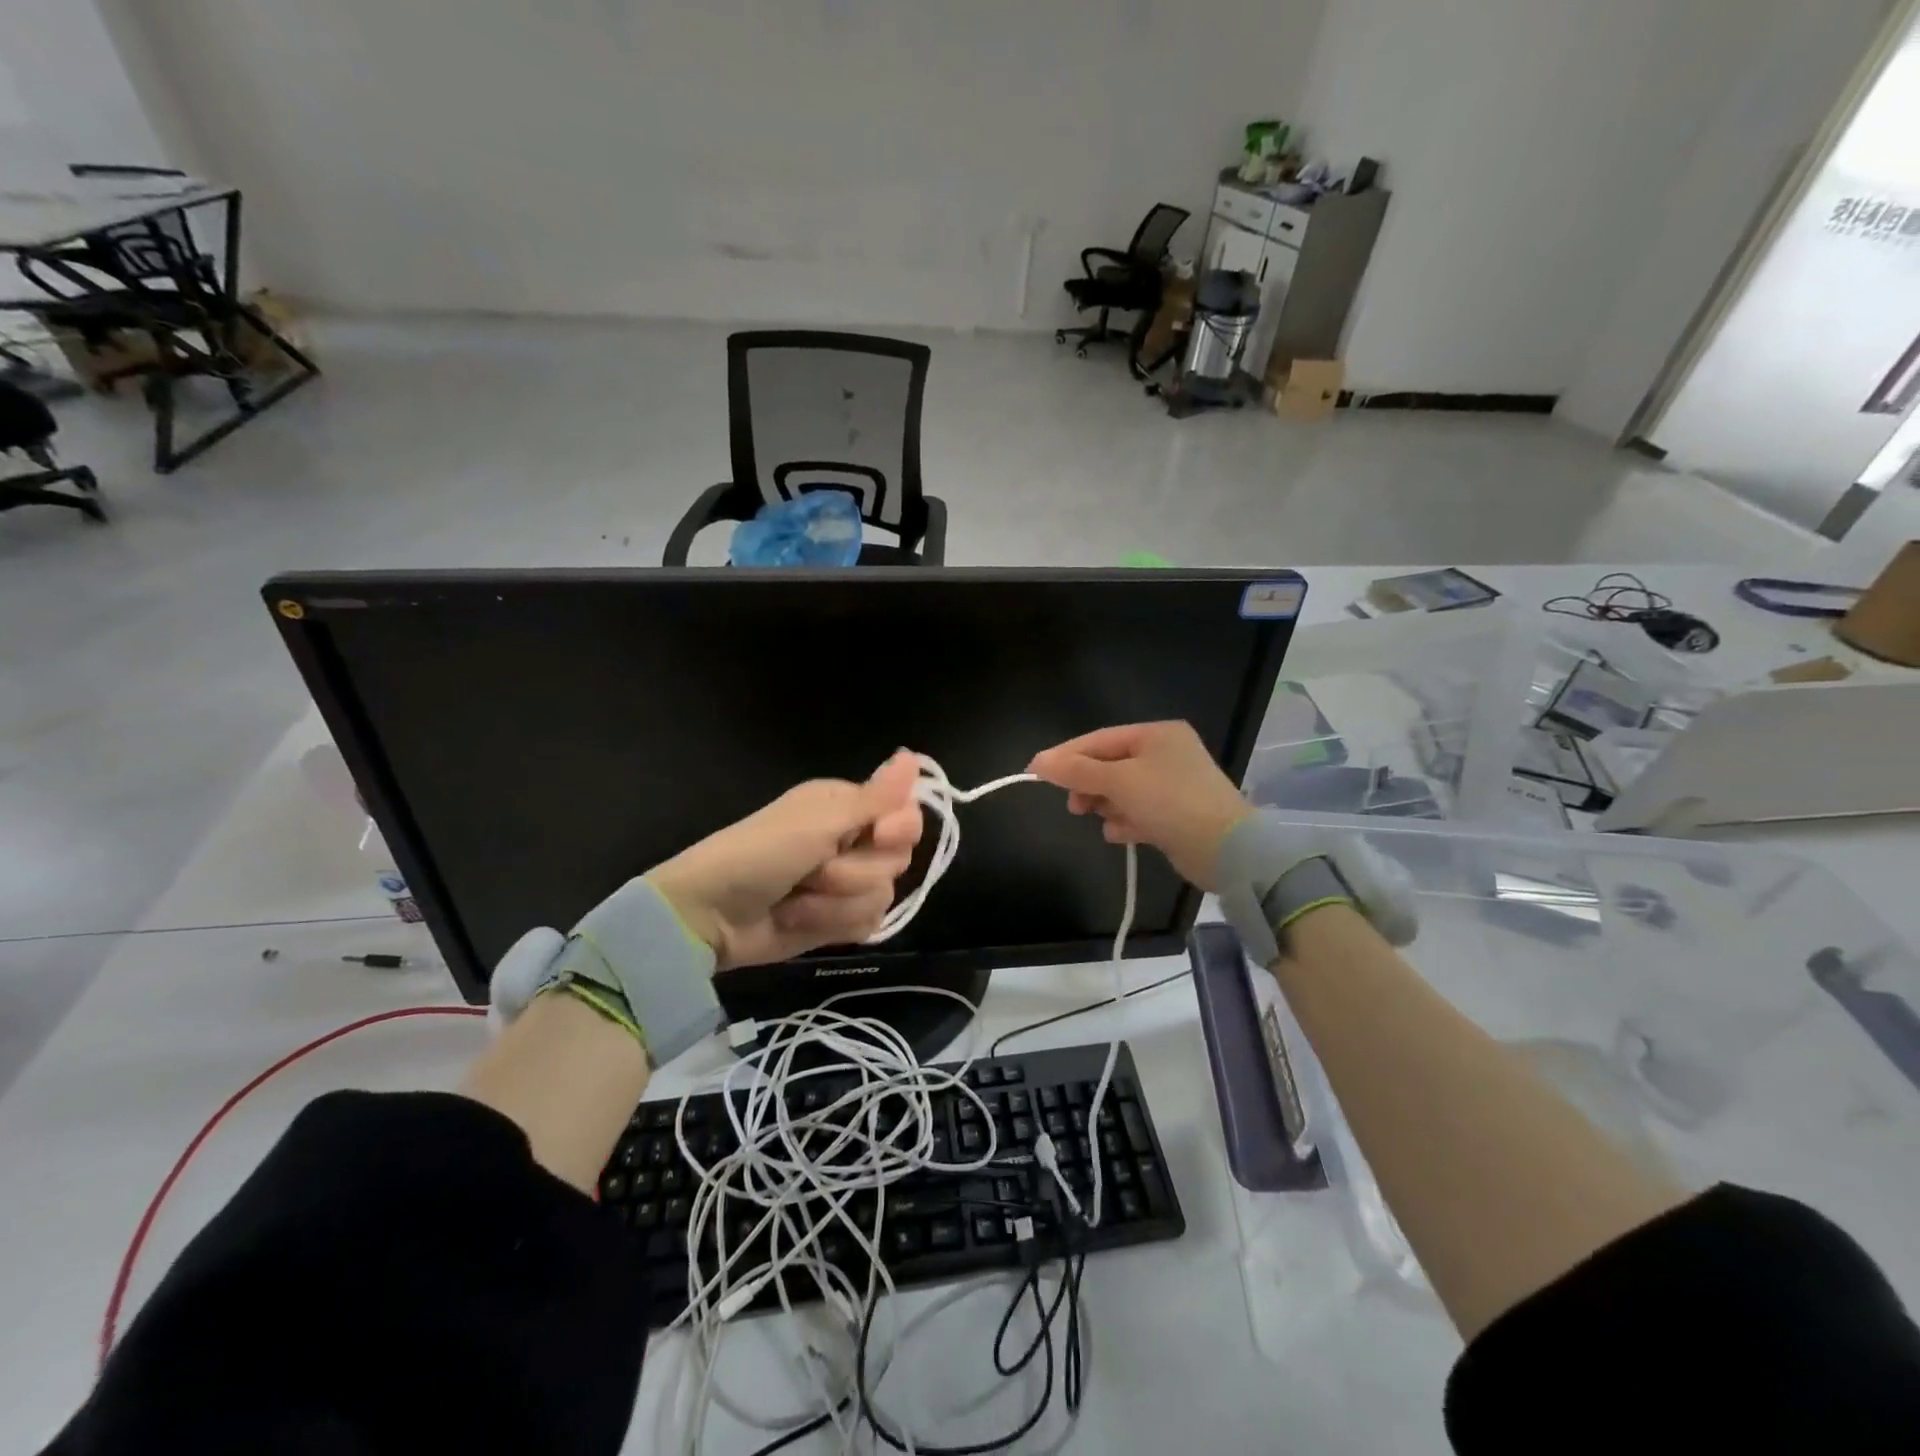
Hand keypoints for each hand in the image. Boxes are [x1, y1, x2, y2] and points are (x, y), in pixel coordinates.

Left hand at [646, 750, 923, 970]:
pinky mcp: (838, 920)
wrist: (711, 915)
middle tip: (814, 868)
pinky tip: (800, 919)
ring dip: (835, 902)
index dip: (900, 830)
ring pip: (883, 896)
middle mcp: (852, 840)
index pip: (907, 815)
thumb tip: (913, 756)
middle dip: (855, 871)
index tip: (878, 835)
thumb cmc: (761, 854)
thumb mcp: (819, 821)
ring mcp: (847, 884)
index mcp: (848, 806)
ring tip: (796, 898)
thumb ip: (875, 798)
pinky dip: (832, 924)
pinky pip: (868, 924)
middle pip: (898, 859)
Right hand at [1027, 721, 1250, 890]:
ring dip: (1107, 806)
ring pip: (1122, 790)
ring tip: (1106, 821)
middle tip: (1075, 807)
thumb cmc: (1170, 803)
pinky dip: (1126, 821)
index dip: (1065, 756)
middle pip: (1109, 765)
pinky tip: (1122, 833)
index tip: (1035, 773)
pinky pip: (1138, 811)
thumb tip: (1038, 762)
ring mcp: (1173, 785)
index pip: (1099, 740)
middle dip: (1089, 785)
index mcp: (1157, 735)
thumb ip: (1077, 771)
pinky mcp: (1177, 814)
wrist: (1227, 851)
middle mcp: (1166, 754)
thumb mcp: (1119, 782)